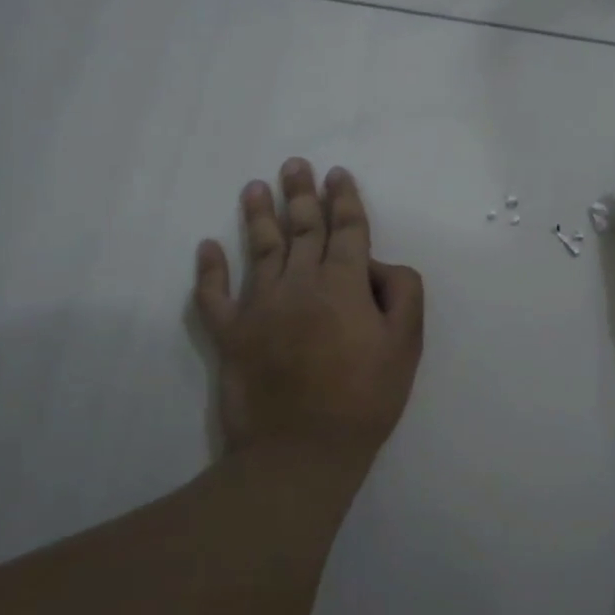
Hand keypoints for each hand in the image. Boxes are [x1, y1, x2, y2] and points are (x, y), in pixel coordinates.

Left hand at [195, 160, 423, 469]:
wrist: (302, 451)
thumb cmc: (364, 398)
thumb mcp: (407, 345)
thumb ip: (402, 292)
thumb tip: (376, 265)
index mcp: (343, 283)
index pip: (346, 229)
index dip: (344, 199)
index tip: (338, 175)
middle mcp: (299, 282)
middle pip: (302, 229)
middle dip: (302, 194)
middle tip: (296, 164)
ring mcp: (259, 306)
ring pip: (260, 249)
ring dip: (259, 215)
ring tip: (256, 187)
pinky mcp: (231, 334)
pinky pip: (214, 295)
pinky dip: (210, 270)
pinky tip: (208, 247)